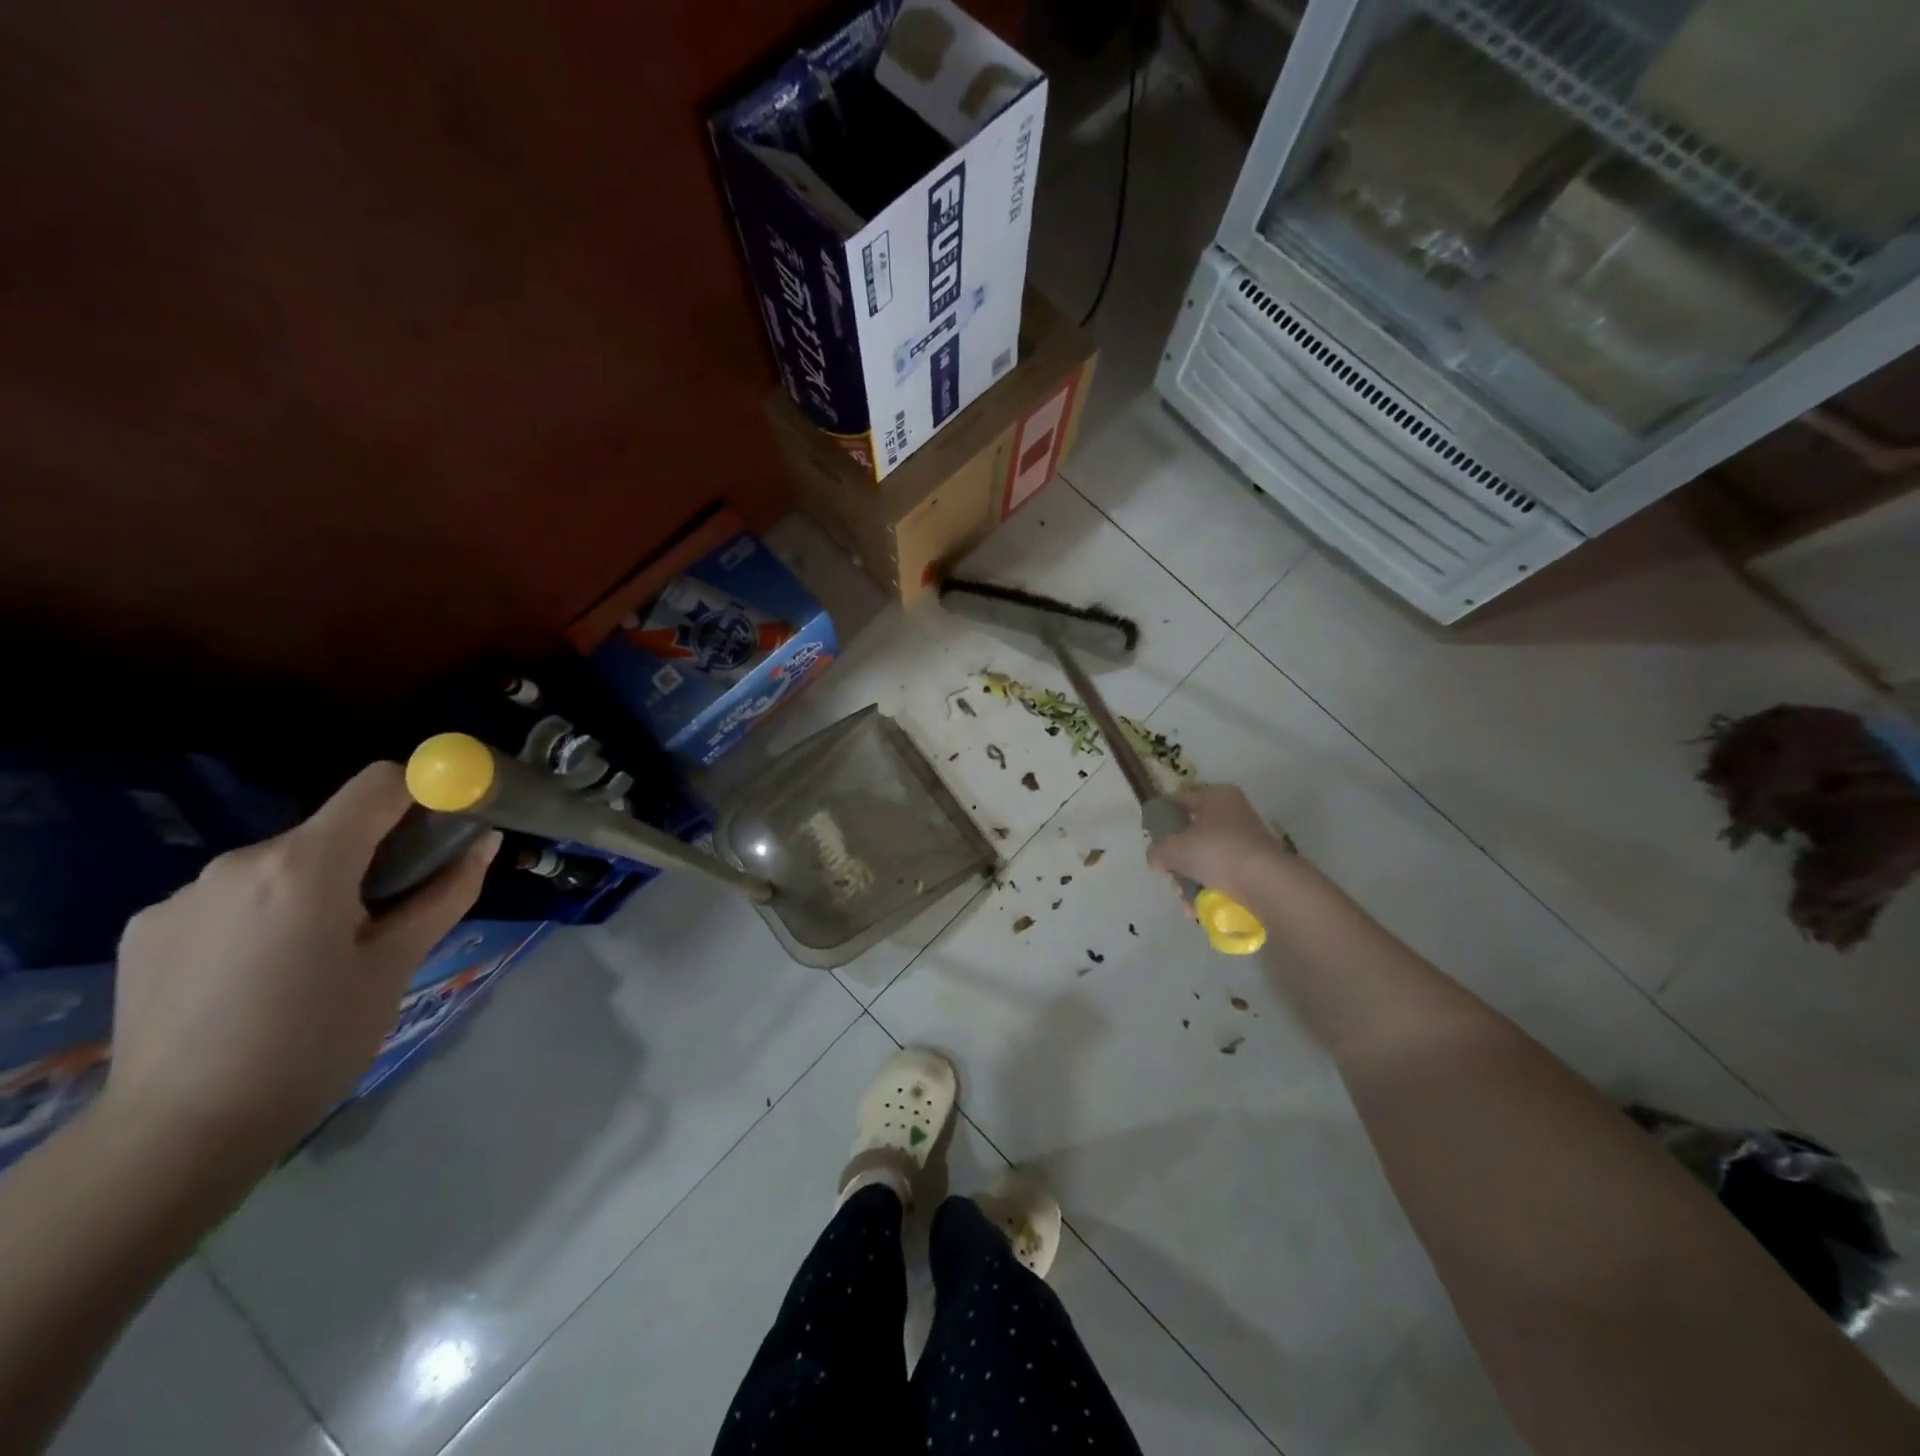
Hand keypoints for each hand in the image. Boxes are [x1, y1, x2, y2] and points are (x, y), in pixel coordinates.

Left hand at [101, 763, 499, 1172]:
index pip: (379, 783)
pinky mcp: (146, 929)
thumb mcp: (398, 964)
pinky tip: (257, 978)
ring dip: (314, 890)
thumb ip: (446, 892)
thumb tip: (485, 842)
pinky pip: (230, 899)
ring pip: (281, 867)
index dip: (423, 794)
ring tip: (316, 959)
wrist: (181, 1132)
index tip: (443, 831)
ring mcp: (182, 895)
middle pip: (331, 830)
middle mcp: (238, 862)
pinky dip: (261, 918)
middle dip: (369, 857)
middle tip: (385, 919)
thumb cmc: (316, 1040)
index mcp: (306, 865)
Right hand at [1146, 783, 1296, 904]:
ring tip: (1184, 900)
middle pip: (1192, 832)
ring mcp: (1247, 838)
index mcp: (1215, 795)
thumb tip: (1155, 858)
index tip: (1149, 837)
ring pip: (1206, 856)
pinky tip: (1198, 906)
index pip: (1178, 800)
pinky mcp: (1256, 863)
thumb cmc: (1216, 852)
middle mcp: (1233, 811)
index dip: (1160, 817)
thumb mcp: (1174, 849)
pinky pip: (1223, 872)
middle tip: (1168, 876)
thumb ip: (1157, 851)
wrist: (1265, 882)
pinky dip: (1209, 887)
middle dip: (1176, 858)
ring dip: (1191, 878)